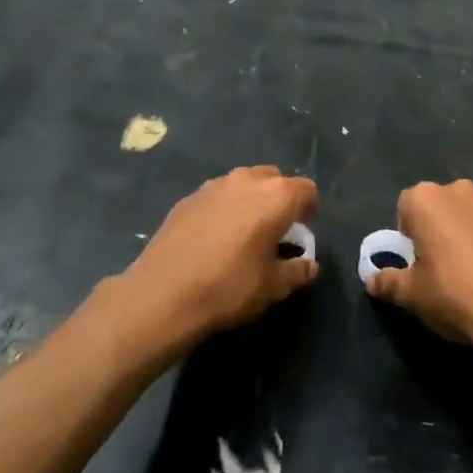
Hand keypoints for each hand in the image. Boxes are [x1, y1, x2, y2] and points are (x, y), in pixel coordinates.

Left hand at [118, 166, 318, 343]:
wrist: (163, 294)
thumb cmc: (228, 288)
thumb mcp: (273, 287)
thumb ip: (297, 271)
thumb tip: (310, 265)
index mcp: (275, 197)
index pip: (306, 189)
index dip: (310, 210)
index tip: (304, 234)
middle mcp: (246, 180)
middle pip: (275, 179)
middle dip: (281, 199)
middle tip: (277, 230)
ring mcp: (213, 185)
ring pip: (244, 182)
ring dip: (252, 200)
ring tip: (245, 232)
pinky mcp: (187, 198)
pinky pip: (218, 195)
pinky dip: (225, 208)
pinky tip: (215, 237)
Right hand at [367, 179, 472, 352]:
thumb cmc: (454, 294)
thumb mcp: (411, 294)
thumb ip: (387, 282)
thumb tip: (372, 280)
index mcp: (426, 199)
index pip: (406, 207)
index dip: (408, 234)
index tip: (415, 261)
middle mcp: (460, 190)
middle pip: (440, 207)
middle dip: (438, 229)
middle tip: (441, 267)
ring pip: (471, 215)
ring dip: (468, 234)